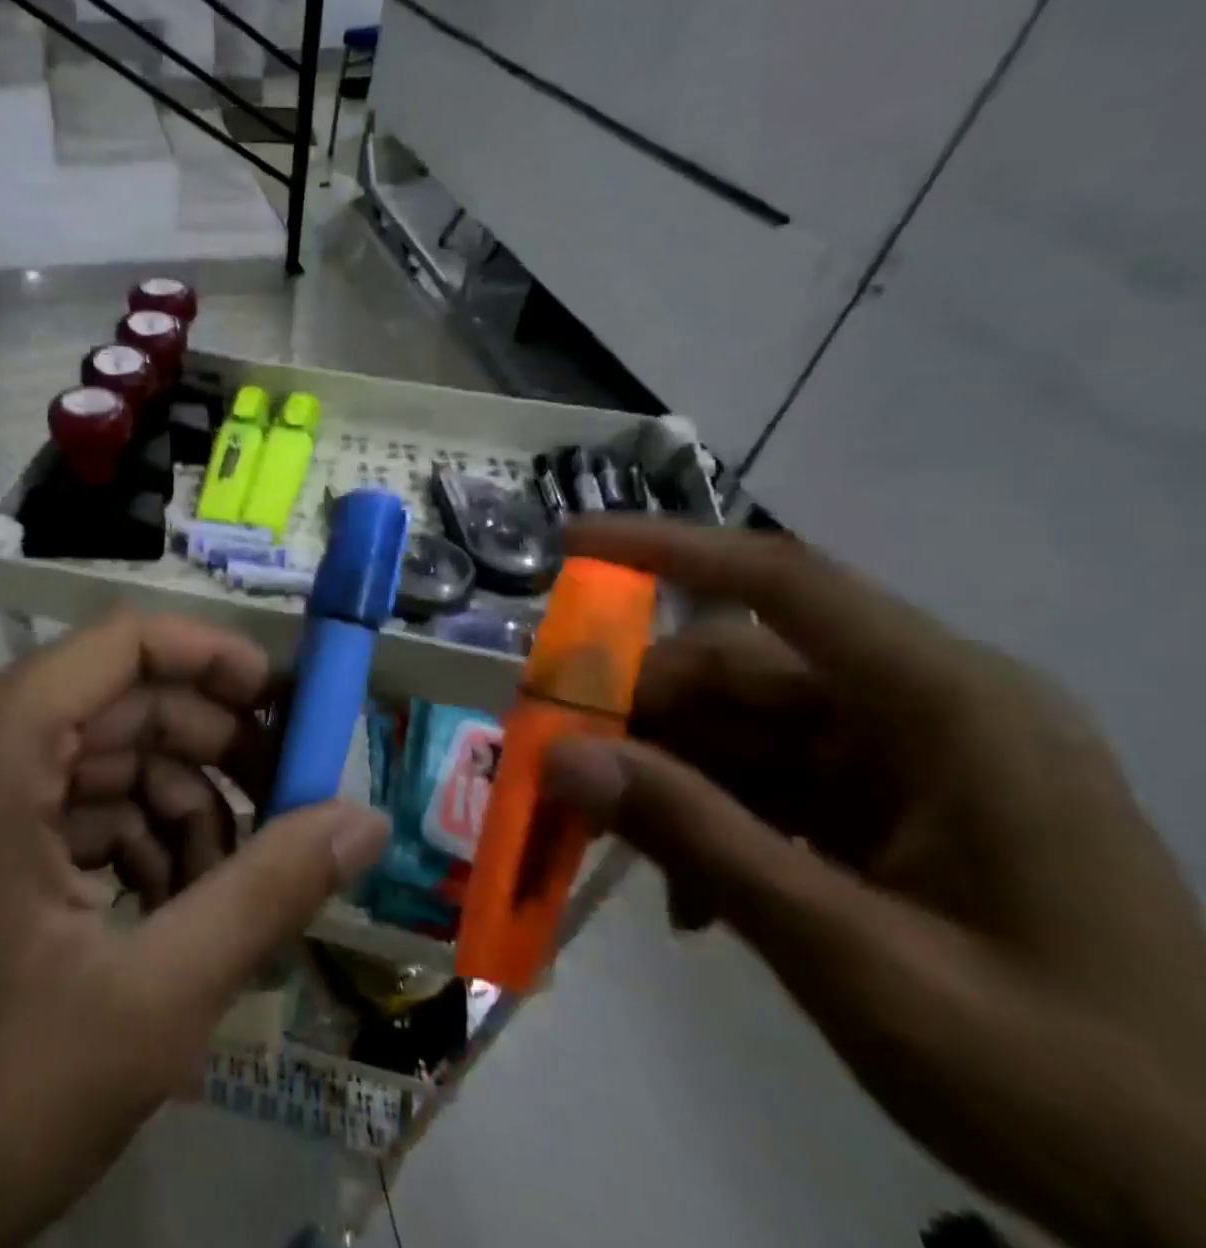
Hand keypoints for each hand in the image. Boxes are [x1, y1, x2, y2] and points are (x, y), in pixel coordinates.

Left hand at [0, 612, 390, 1247]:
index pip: (127, 643)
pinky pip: (68, 807)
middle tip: (292, 805)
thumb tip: (369, 820)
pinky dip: (130, 844)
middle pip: (122, 702)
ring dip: (178, 813)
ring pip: (103, 760)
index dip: (218, 659)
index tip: (291, 706)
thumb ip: (269, 891)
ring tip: (229, 891)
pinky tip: (171, 913)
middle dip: (214, 751)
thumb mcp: (150, 1001)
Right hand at [546, 518, 1205, 1247]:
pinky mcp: (900, 804)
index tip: (569, 542)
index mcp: (949, 706)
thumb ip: (697, 840)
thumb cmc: (1064, 1081)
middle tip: (559, 764)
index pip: (784, 582)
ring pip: (741, 726)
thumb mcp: (853, 959)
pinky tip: (692, 899)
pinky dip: (713, 821)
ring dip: (668, 779)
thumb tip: (559, 757)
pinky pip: (770, 781)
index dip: (665, 549)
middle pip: (738, 668)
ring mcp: (914, 756)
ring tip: (615, 847)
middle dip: (640, 713)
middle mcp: (928, 704)